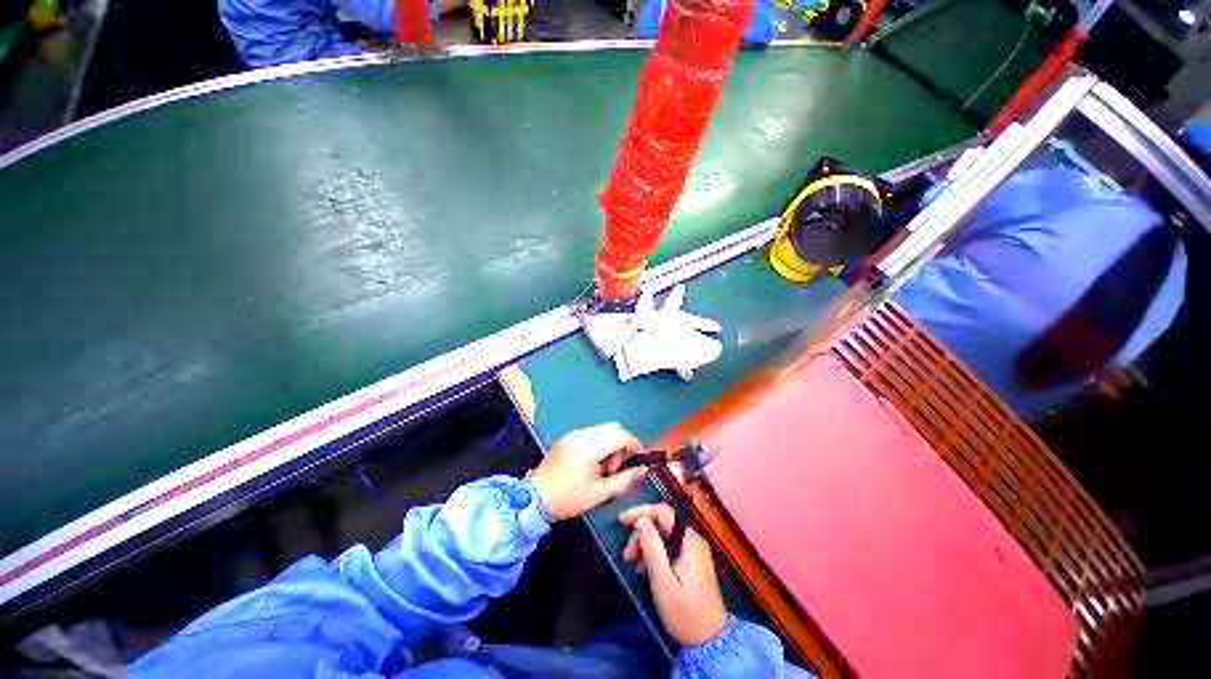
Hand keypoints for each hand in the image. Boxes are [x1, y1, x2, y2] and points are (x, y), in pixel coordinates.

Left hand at [530, 423, 646, 520]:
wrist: (534, 498)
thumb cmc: (568, 498)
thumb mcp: (600, 493)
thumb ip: (624, 480)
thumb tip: (643, 470)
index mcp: (590, 446)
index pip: (621, 435)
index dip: (634, 445)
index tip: (638, 461)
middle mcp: (582, 434)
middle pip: (613, 428)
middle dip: (621, 445)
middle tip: (614, 469)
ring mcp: (574, 434)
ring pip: (604, 430)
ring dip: (610, 445)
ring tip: (602, 469)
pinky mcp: (569, 437)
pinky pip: (593, 433)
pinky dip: (600, 444)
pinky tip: (592, 464)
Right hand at [619, 503, 727, 646]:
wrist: (711, 642)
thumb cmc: (685, 614)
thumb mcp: (663, 582)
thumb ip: (652, 548)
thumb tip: (641, 521)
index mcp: (689, 541)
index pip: (662, 512)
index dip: (640, 512)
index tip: (621, 520)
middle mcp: (693, 540)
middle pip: (662, 523)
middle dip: (641, 534)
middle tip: (627, 556)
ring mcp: (695, 550)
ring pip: (664, 535)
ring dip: (646, 544)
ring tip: (634, 566)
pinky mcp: (693, 561)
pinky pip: (670, 546)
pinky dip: (655, 553)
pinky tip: (647, 570)